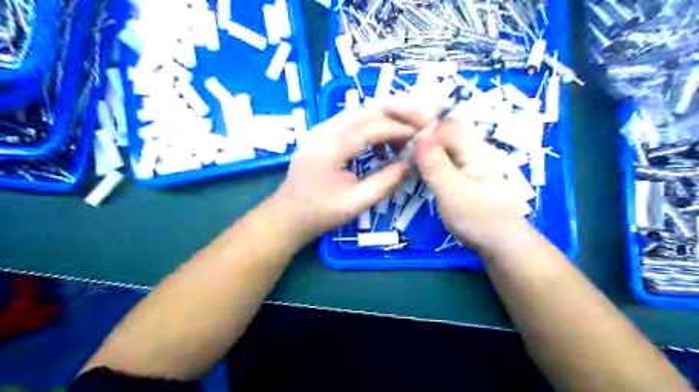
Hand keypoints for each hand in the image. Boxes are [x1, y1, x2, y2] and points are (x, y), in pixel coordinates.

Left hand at [271, 107, 413, 244]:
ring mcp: (319, 131)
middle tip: (415, 130)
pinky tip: (377, 144)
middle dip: (393, 117)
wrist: (287, 216)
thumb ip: (386, 181)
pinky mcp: (319, 136)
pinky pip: (348, 122)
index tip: (421, 134)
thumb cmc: (320, 213)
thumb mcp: (357, 202)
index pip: (371, 126)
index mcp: (331, 147)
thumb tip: (412, 164)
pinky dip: (367, 127)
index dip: (399, 128)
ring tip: (399, 140)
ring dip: (381, 121)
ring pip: (356, 114)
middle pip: (364, 112)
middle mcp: (324, 131)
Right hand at [388, 106, 530, 250]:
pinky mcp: (457, 168)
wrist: (500, 241)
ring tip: (390, 131)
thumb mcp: (455, 194)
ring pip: (436, 137)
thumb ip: (437, 166)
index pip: (442, 123)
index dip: (416, 115)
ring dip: (414, 131)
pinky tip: (405, 151)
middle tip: (385, 114)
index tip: (389, 111)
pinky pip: (436, 151)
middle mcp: (470, 147)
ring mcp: (464, 157)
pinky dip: (419, 148)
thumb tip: (420, 135)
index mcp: (474, 148)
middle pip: (439, 124)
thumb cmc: (481, 220)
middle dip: (413, 117)